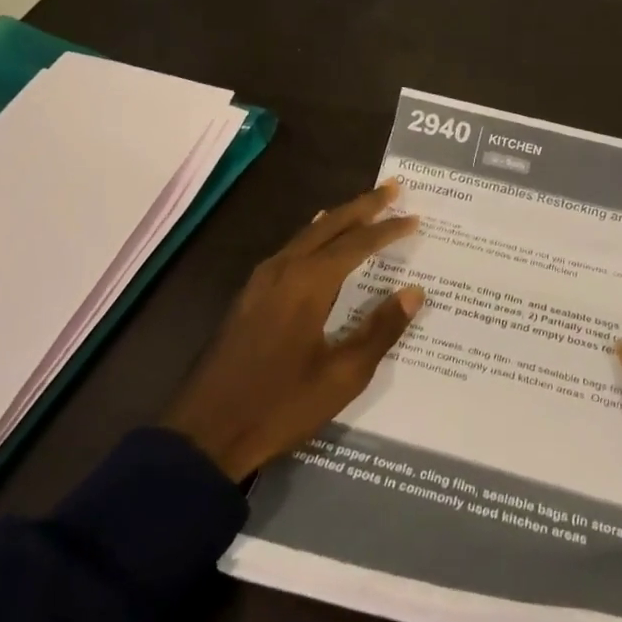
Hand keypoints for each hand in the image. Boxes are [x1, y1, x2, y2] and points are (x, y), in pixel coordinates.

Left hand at [162, 181, 423, 480]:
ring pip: (306, 234)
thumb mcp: (342, 375)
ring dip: (337, 218)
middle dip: (362, 206)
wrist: (206, 432)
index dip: (388, 230)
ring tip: (364, 208)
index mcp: (308, 284)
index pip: (357, 243)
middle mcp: (283, 270)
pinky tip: (317, 241)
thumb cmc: (280, 405)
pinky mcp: (249, 297)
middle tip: (393, 189)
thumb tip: (413, 292)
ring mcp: (260, 282)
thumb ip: (380, 329)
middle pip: (328, 225)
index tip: (415, 218)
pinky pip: (289, 250)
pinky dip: (313, 237)